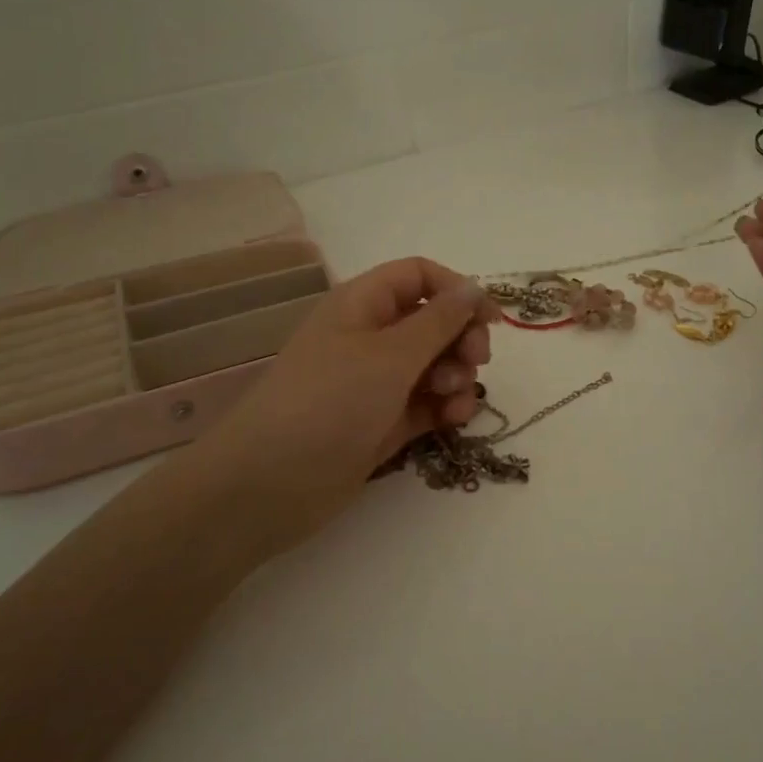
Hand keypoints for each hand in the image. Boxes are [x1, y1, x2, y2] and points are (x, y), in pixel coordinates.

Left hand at [188, 258, 496, 549]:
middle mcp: (369, 337)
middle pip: (432, 321)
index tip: (491, 320)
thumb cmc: (331, 402)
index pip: (418, 276)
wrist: (270, 485)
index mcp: (362, 304)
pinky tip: (454, 420)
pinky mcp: (381, 422)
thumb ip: (440, 321)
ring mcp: (375, 382)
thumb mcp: (391, 354)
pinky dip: (445, 407)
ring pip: (433, 365)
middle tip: (477, 362)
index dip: (457, 291)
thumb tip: (474, 288)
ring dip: (457, 377)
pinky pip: (425, 402)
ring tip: (455, 400)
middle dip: (461, 338)